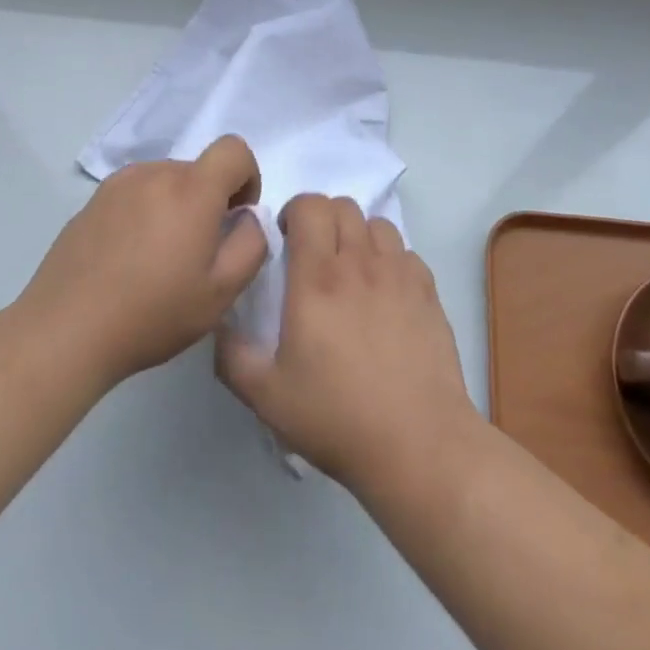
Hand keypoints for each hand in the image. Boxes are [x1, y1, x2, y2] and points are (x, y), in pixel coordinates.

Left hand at [21, 136, 267, 388]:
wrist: (65, 331)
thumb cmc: (152, 314)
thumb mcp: (221, 292)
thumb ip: (251, 244)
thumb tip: (248, 217)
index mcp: (191, 189)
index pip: (233, 149)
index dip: (247, 177)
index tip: (236, 216)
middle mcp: (154, 174)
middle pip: (198, 169)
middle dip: (210, 200)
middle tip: (197, 253)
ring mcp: (117, 185)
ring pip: (165, 180)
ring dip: (176, 205)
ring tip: (160, 257)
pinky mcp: (91, 202)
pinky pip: (134, 193)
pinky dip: (145, 213)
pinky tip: (129, 258)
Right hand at [217, 194, 477, 492]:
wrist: (417, 443)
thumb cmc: (336, 418)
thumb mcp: (266, 396)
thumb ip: (232, 355)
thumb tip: (221, 323)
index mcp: (317, 279)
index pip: (310, 206)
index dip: (295, 211)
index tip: (286, 240)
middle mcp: (360, 264)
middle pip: (343, 206)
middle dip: (323, 219)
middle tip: (314, 255)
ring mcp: (399, 275)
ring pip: (377, 223)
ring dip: (358, 235)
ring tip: (351, 269)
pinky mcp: (429, 292)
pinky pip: (406, 252)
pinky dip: (390, 259)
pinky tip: (384, 293)